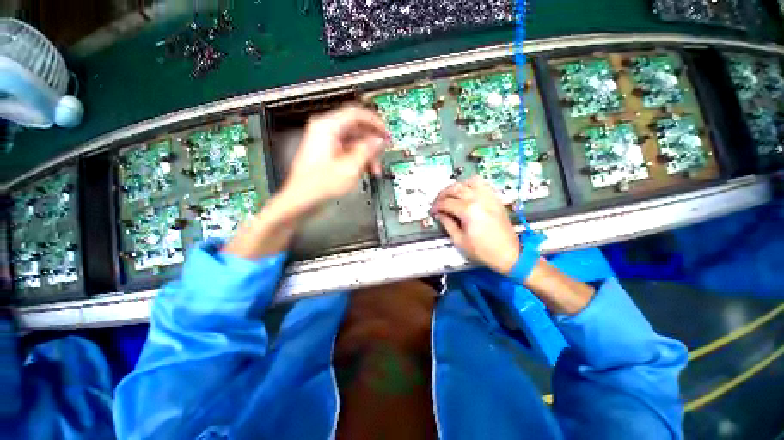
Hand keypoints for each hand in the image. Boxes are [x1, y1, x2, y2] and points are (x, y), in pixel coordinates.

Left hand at [282, 105, 388, 213]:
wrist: (303, 201)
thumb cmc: (319, 186)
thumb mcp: (350, 167)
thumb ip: (367, 150)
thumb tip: (378, 141)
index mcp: (327, 127)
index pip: (356, 114)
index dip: (375, 122)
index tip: (386, 132)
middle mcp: (325, 131)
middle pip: (356, 129)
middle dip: (372, 143)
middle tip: (383, 151)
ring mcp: (326, 143)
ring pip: (353, 142)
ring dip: (367, 154)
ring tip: (375, 169)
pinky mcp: (328, 155)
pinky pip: (347, 151)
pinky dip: (358, 159)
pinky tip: (365, 171)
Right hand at [431, 176, 519, 273]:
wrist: (509, 254)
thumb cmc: (483, 250)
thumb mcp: (459, 240)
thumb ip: (447, 224)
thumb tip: (439, 214)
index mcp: (468, 210)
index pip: (446, 202)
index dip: (436, 207)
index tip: (432, 212)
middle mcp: (478, 199)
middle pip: (455, 188)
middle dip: (442, 194)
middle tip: (437, 203)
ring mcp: (488, 197)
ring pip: (468, 181)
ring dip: (457, 186)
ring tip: (451, 195)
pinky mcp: (495, 198)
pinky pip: (482, 184)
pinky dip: (471, 185)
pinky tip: (466, 192)